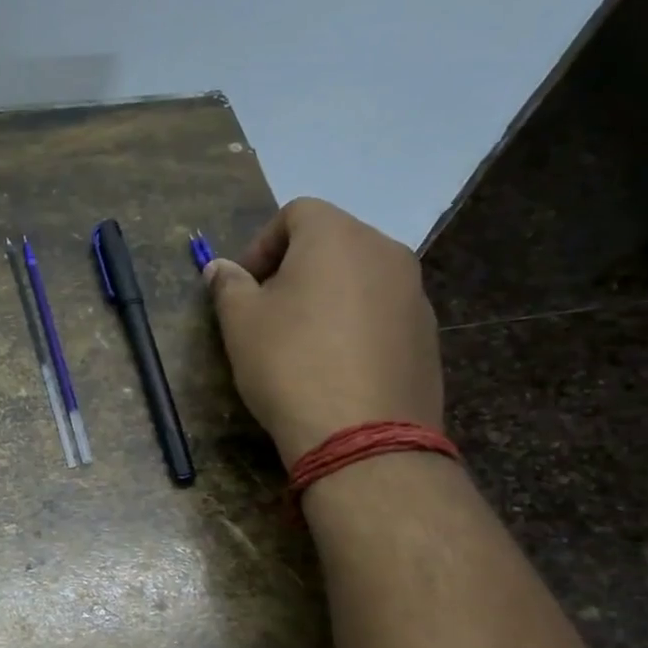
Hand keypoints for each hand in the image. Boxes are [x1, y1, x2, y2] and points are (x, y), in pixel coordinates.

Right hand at [206, 197, 441, 462]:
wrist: (361, 435)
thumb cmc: (289, 364)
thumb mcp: (240, 323)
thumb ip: (228, 285)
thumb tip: (220, 268)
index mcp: (337, 236)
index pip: (296, 212)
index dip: (261, 244)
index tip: (244, 286)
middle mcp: (385, 251)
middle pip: (332, 242)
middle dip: (294, 269)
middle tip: (268, 313)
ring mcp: (414, 292)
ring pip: (359, 278)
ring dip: (327, 297)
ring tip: (303, 344)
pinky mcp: (427, 333)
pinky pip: (381, 313)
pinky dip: (355, 325)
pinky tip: (336, 367)